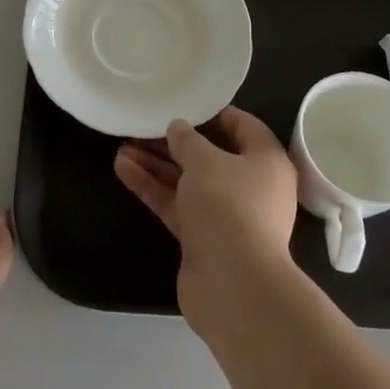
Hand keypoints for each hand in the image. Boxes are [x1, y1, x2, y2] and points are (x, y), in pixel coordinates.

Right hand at [113, 106, 299, 330]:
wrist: (232, 285)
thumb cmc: (229, 206)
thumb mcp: (205, 161)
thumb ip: (187, 140)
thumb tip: (178, 128)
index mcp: (266, 162)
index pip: (244, 127)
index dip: (214, 113)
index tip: (185, 103)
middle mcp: (250, 187)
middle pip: (210, 156)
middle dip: (174, 142)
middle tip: (144, 126)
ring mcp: (225, 215)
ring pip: (187, 181)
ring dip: (156, 164)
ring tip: (122, 145)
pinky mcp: (202, 238)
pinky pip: (176, 204)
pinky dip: (152, 187)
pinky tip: (123, 168)